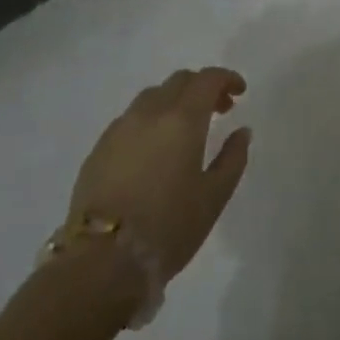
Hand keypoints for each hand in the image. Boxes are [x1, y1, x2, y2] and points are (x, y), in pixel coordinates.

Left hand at [67, 68, 250, 279]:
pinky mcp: (98, 150)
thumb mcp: (214, 197)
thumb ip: (233, 158)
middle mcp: (148, 114)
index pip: (207, 79)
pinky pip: (130, 120)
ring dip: (174, 102)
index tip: (240, 92)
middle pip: (178, 81)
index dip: (226, 78)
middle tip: (219, 110)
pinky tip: (154, 150)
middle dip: (202, 88)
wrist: (101, 261)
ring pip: (151, 97)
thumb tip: (241, 131)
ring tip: (185, 130)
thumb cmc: (169, 227)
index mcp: (182, 119)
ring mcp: (119, 129)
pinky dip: (150, 121)